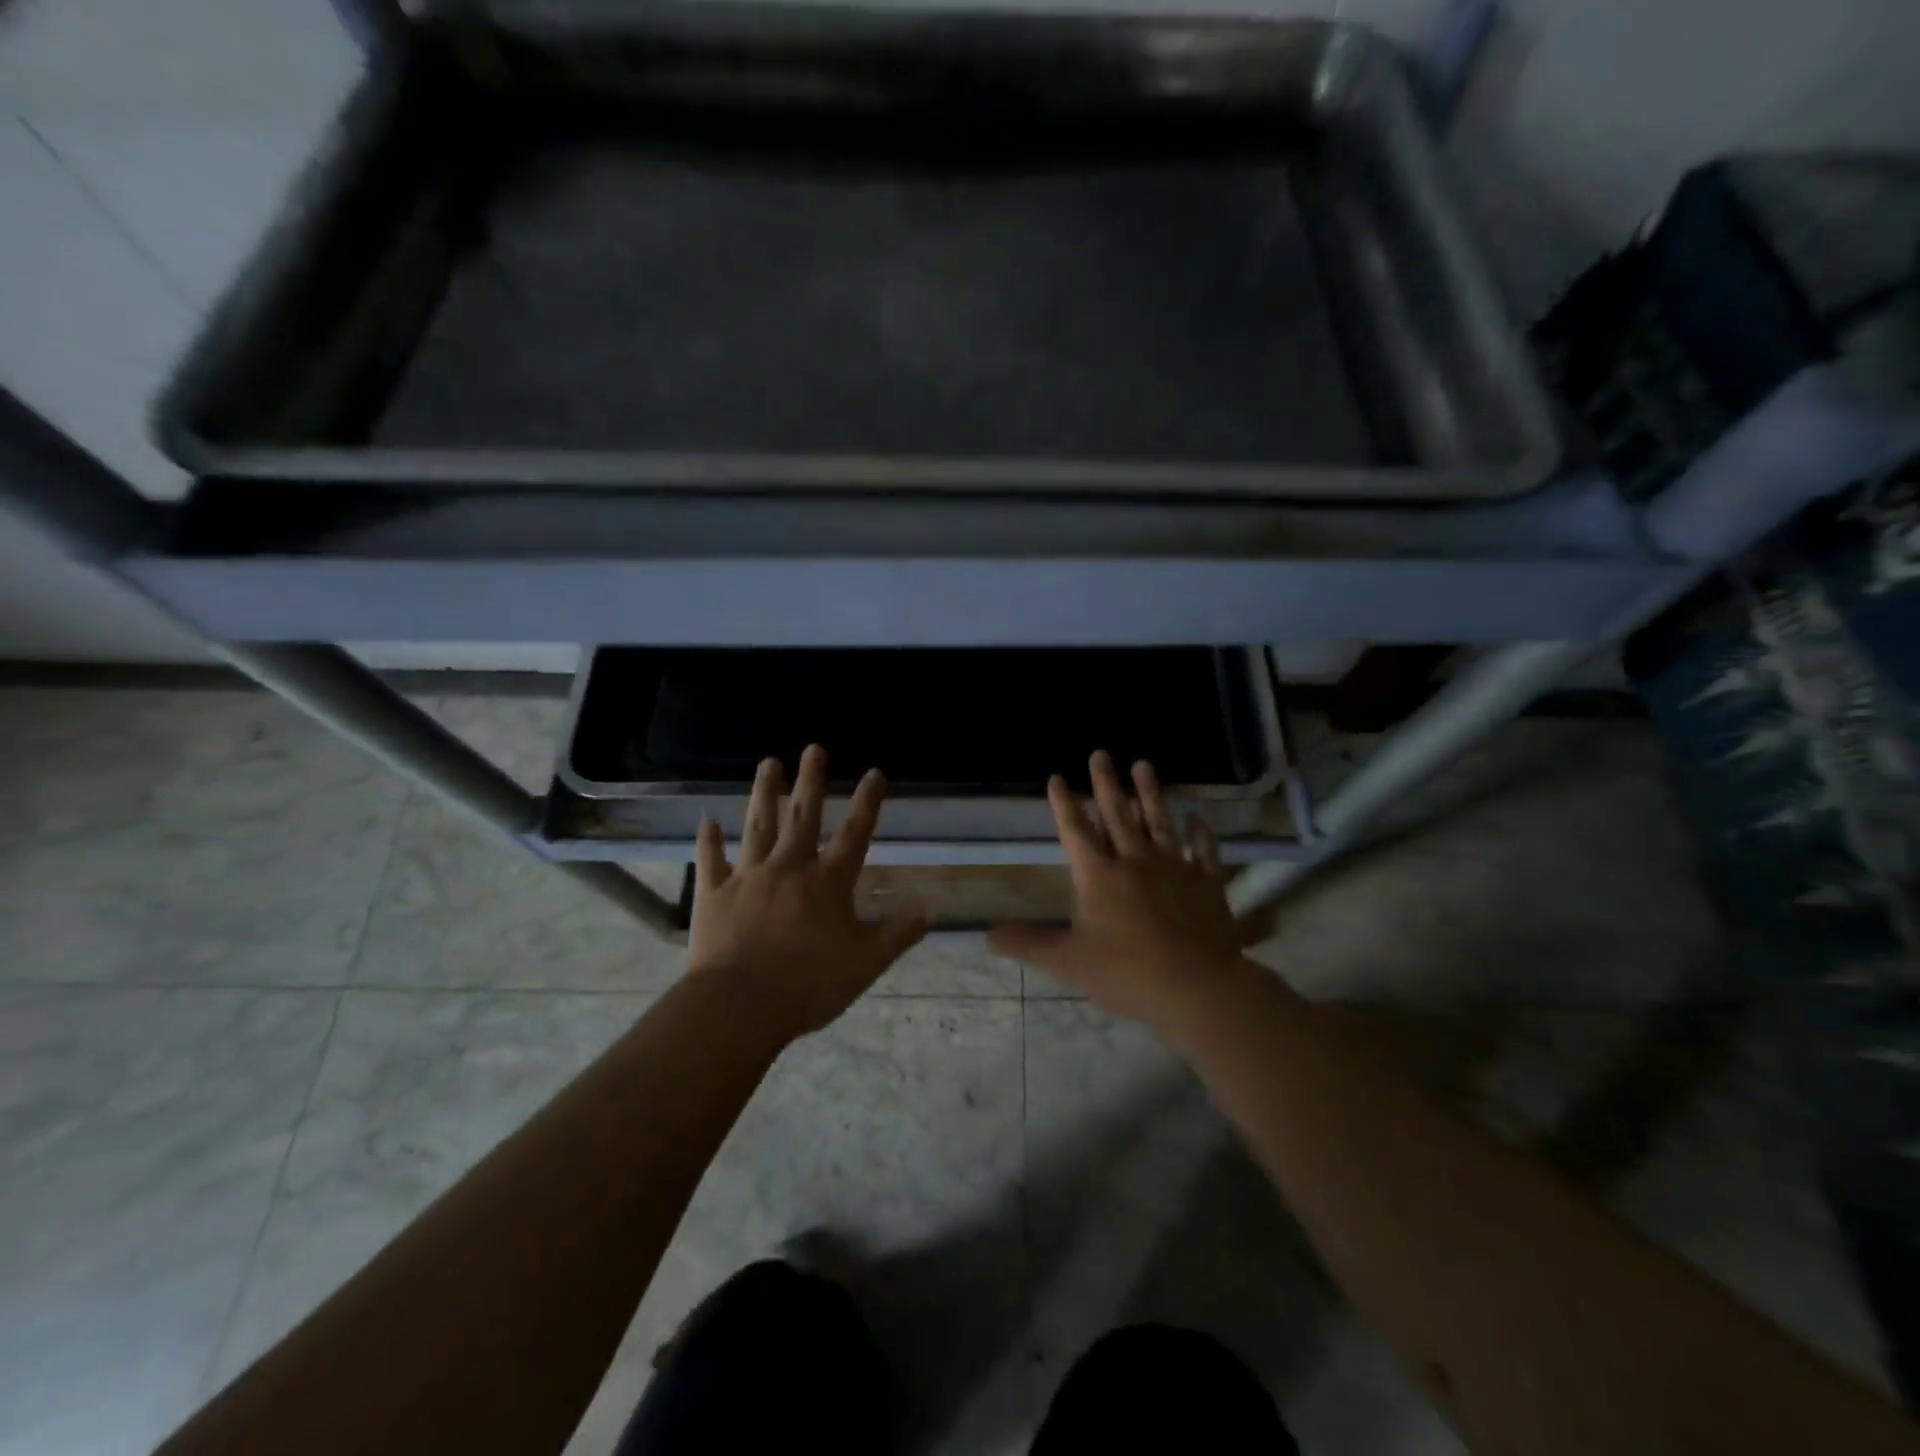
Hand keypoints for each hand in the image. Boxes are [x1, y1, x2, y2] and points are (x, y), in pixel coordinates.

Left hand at [689, 744, 928, 1038]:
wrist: (740, 1005)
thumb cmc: (809, 984)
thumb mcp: (866, 963)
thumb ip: (899, 933)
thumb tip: (932, 908)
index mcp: (827, 882)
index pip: (855, 833)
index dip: (867, 802)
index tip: (874, 772)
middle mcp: (789, 867)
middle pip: (803, 816)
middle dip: (810, 780)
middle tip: (814, 748)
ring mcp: (749, 876)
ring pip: (758, 825)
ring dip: (764, 793)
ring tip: (768, 763)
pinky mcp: (714, 893)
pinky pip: (711, 860)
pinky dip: (709, 840)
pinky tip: (707, 820)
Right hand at [990, 751, 1247, 1026]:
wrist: (1196, 986)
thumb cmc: (1126, 972)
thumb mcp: (1067, 962)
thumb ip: (1027, 944)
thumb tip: (986, 936)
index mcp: (1099, 875)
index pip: (1075, 831)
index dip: (1064, 804)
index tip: (1057, 776)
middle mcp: (1134, 860)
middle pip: (1117, 814)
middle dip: (1106, 783)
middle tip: (1101, 753)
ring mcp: (1174, 867)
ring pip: (1159, 821)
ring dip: (1149, 793)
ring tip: (1144, 765)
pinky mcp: (1206, 882)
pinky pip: (1203, 850)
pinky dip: (1199, 832)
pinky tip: (1196, 816)